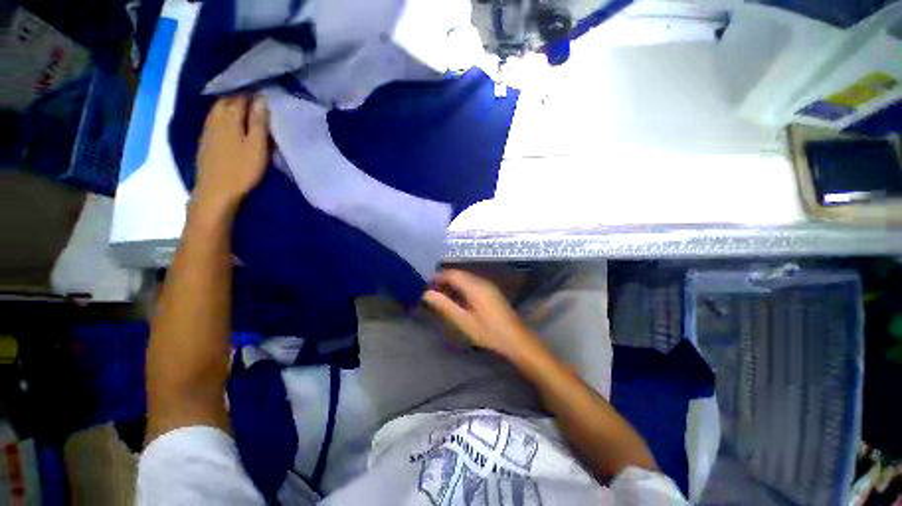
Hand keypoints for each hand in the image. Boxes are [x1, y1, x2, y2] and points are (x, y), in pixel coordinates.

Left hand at [194, 95, 269, 214]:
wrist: (215, 191)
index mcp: (229, 118)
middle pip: (226, 100)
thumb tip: (261, 99)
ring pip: (218, 110)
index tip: (266, 93)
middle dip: (240, 97)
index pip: (241, 97)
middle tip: (257, 100)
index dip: (253, 94)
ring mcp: (207, 130)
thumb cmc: (241, 170)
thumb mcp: (256, 147)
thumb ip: (258, 123)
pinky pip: (214, 120)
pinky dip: (223, 116)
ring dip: (230, 106)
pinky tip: (230, 122)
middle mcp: (215, 119)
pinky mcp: (205, 141)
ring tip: (245, 108)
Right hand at [423, 269, 541, 359]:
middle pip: (459, 274)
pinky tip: (457, 298)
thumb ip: (445, 306)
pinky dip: (462, 287)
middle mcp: (482, 282)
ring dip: (453, 283)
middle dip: (444, 280)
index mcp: (475, 287)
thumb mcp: (464, 322)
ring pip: (466, 278)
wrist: (516, 339)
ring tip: (441, 295)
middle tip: (431, 291)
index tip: (425, 284)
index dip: (438, 277)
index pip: (452, 274)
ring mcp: (488, 286)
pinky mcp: (492, 291)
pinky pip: (472, 283)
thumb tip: (427, 294)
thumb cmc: (489, 332)